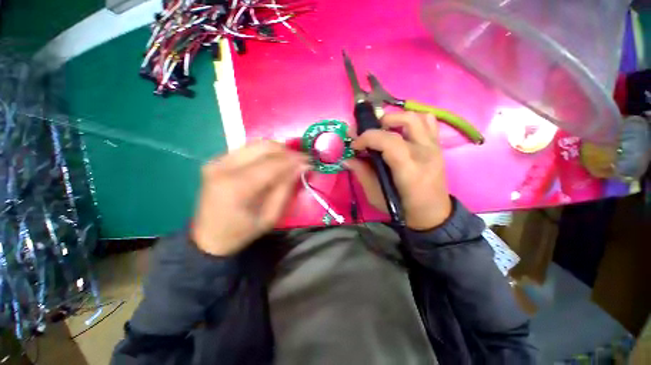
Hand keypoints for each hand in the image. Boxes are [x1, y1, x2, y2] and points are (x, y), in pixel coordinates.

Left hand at [191, 141, 308, 255]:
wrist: (209, 237)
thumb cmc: (242, 232)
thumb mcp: (271, 216)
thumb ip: (286, 188)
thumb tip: (301, 166)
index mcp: (236, 187)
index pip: (272, 164)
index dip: (293, 160)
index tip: (309, 160)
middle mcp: (223, 167)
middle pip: (263, 147)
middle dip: (286, 151)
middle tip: (301, 159)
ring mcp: (217, 161)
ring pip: (256, 144)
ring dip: (277, 150)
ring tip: (290, 159)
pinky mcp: (217, 160)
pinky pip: (248, 149)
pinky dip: (265, 152)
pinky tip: (274, 161)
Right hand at [346, 112, 451, 229]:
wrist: (432, 214)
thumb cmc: (402, 208)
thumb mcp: (376, 196)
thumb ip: (362, 174)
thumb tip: (347, 159)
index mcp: (409, 170)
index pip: (389, 141)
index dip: (368, 137)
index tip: (355, 145)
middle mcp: (425, 153)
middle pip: (405, 120)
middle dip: (380, 122)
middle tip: (368, 135)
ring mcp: (434, 147)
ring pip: (418, 117)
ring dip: (397, 118)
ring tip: (384, 130)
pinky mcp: (437, 146)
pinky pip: (429, 122)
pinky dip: (412, 121)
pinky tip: (401, 131)